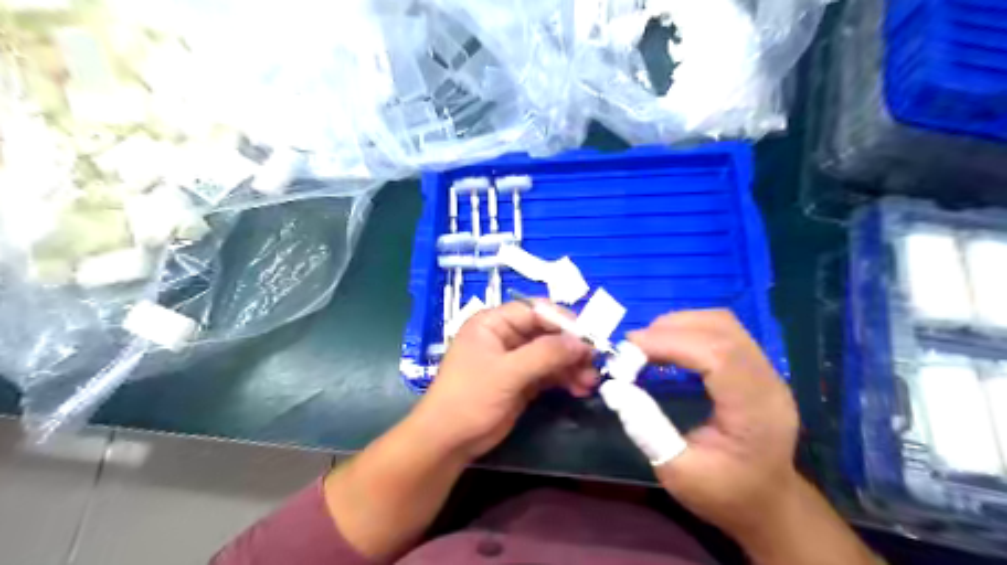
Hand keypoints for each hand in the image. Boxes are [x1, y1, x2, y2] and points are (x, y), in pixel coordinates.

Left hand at [411, 302, 591, 460]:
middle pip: (547, 332)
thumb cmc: (470, 397)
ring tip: (590, 382)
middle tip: (594, 363)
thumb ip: (545, 355)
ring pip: (551, 354)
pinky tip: (580, 388)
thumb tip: (582, 343)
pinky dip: (565, 379)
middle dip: (571, 347)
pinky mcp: (522, 380)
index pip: (534, 310)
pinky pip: (549, 373)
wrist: (448, 441)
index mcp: (494, 322)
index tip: (588, 337)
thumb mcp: (507, 373)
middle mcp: (505, 336)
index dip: (562, 321)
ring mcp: (514, 359)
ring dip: (572, 365)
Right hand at [628, 309, 803, 538]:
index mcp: (755, 413)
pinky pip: (724, 332)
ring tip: (648, 343)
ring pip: (724, 324)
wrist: (767, 504)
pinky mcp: (757, 368)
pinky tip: (670, 346)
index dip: (671, 342)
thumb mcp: (677, 472)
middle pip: (722, 330)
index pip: (718, 356)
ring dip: (681, 324)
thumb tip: (614, 388)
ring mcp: (767, 372)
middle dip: (671, 328)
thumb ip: (646, 429)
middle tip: (633, 346)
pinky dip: (691, 330)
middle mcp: (768, 383)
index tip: (630, 347)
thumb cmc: (724, 493)